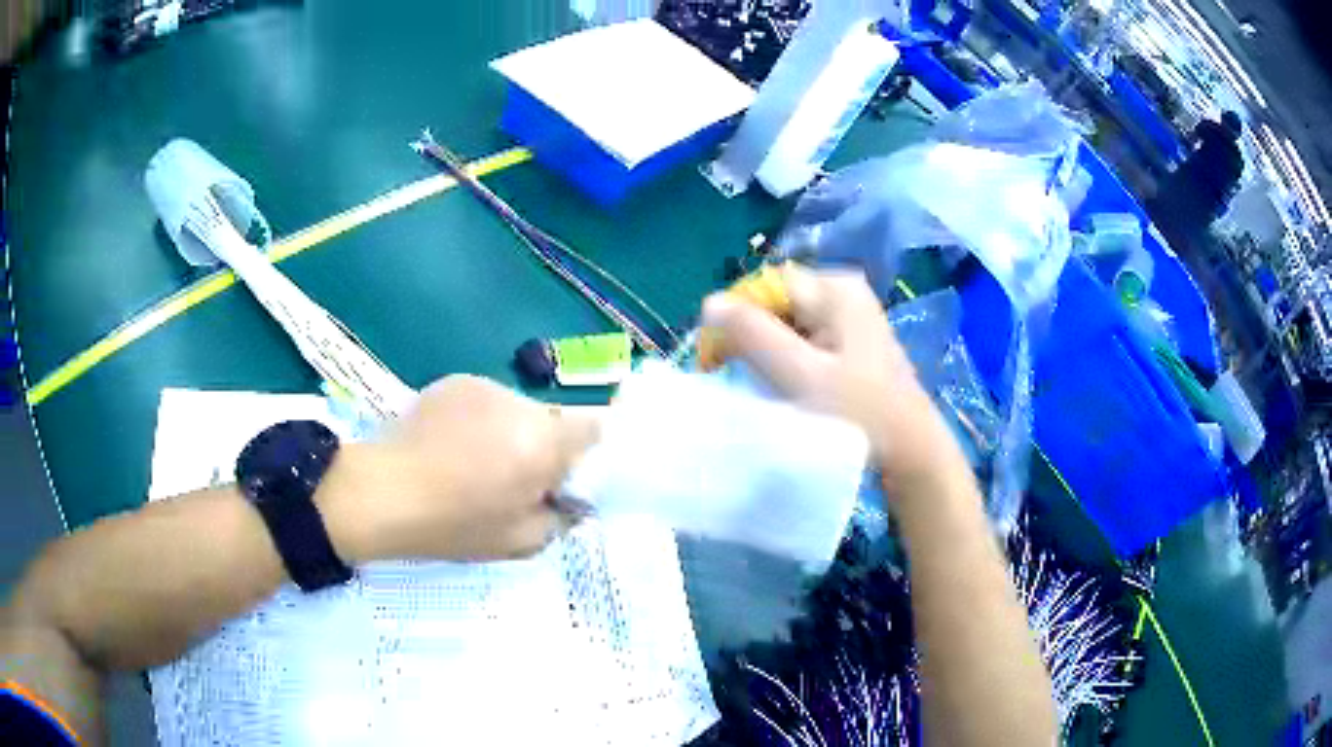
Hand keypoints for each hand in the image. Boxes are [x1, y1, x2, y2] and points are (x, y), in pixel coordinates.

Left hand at [320, 376, 599, 561]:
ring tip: (474, 464)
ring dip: (510, 433)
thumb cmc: (457, 525)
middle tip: (515, 481)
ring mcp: (484, 387)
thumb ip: (561, 518)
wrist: (384, 493)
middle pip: (553, 420)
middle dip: (543, 447)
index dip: (588, 452)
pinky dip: (480, 421)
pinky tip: (450, 446)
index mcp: (545, 442)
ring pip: (517, 410)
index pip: (595, 427)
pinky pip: (485, 402)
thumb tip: (573, 502)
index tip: (566, 478)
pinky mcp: (454, 382)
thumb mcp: (522, 541)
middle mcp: (521, 403)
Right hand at [700, 265, 963, 491]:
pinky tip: (788, 387)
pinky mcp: (853, 342)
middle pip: (777, 302)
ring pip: (789, 323)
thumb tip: (710, 303)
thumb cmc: (859, 414)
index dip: (734, 317)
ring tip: (762, 386)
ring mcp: (851, 317)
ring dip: (767, 351)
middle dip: (750, 336)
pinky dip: (788, 360)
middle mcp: (844, 292)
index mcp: (835, 289)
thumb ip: (753, 336)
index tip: (716, 359)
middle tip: (736, 377)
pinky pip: (806, 339)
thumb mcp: (801, 375)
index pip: (765, 286)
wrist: (911, 453)